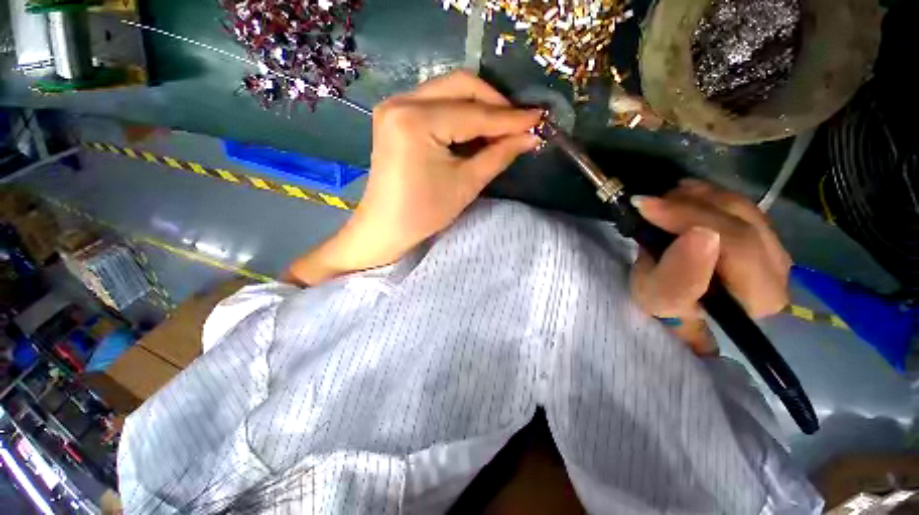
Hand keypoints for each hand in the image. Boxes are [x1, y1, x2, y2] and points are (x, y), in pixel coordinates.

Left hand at [287, 71, 541, 285]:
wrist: (385, 227)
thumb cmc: (424, 213)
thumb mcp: (466, 184)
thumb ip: (499, 154)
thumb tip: (530, 136)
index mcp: (416, 121)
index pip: (474, 113)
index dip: (509, 118)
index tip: (539, 118)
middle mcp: (402, 101)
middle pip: (460, 86)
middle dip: (494, 104)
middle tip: (519, 123)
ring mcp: (394, 105)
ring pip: (448, 90)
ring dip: (478, 106)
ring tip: (501, 127)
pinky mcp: (394, 116)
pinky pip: (436, 103)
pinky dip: (459, 112)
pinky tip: (475, 128)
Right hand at [629, 179, 791, 354]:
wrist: (680, 302)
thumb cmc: (667, 307)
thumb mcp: (660, 298)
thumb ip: (679, 275)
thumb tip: (700, 234)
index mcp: (758, 296)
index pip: (736, 246)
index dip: (689, 219)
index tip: (644, 207)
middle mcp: (779, 271)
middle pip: (741, 222)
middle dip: (690, 206)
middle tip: (649, 201)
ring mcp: (774, 248)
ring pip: (740, 208)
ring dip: (697, 198)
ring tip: (662, 199)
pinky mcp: (763, 234)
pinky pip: (738, 205)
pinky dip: (706, 197)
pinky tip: (682, 198)